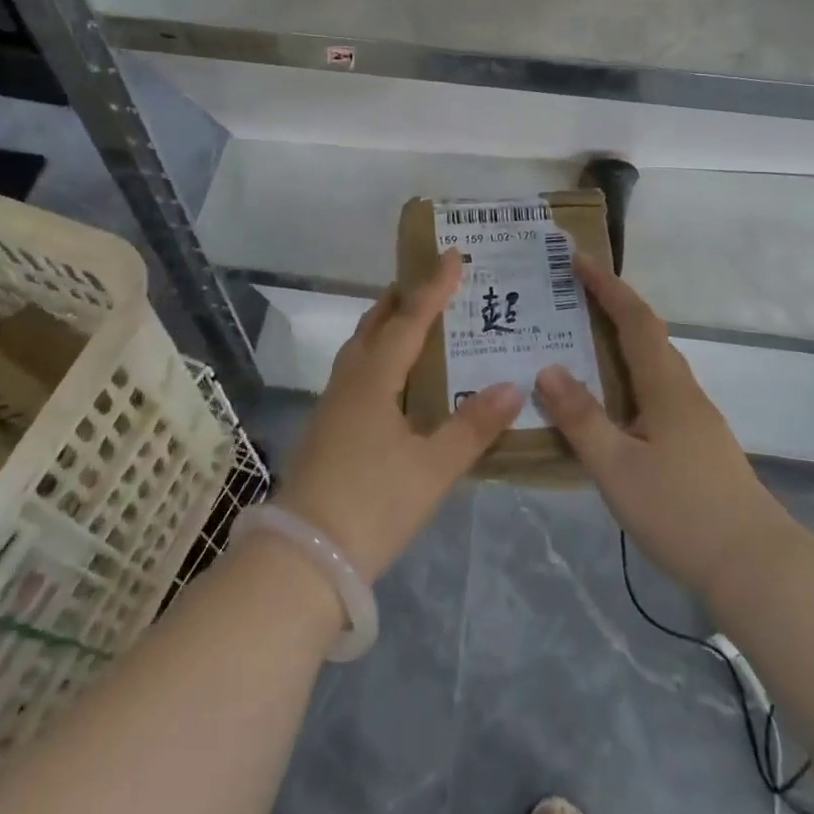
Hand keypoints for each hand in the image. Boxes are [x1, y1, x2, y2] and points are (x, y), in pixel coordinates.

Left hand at [277, 250, 521, 581]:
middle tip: (431, 282)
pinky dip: (377, 354)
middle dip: (403, 298)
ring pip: (360, 347)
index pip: (410, 319)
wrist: (303, 558)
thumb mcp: (433, 469)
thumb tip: (511, 386)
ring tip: (411, 319)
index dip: (434, 286)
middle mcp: (350, 380)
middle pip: (376, 324)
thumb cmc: (373, 504)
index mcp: (376, 378)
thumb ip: (472, 427)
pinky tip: (391, 377)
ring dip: (385, 324)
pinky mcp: (325, 426)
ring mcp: (332, 403)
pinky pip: (355, 370)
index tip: (452, 254)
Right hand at [533, 253, 787, 597]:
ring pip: (653, 361)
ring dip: (620, 339)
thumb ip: (580, 417)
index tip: (577, 258)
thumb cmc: (682, 511)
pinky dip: (629, 372)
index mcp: (665, 385)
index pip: (634, 319)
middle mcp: (683, 390)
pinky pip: (656, 387)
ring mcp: (695, 417)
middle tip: (570, 294)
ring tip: (581, 340)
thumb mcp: (616, 467)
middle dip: (611, 305)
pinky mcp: (698, 442)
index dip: (606, 285)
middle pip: (647, 333)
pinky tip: (611, 399)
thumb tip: (546, 368)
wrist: (758, 567)